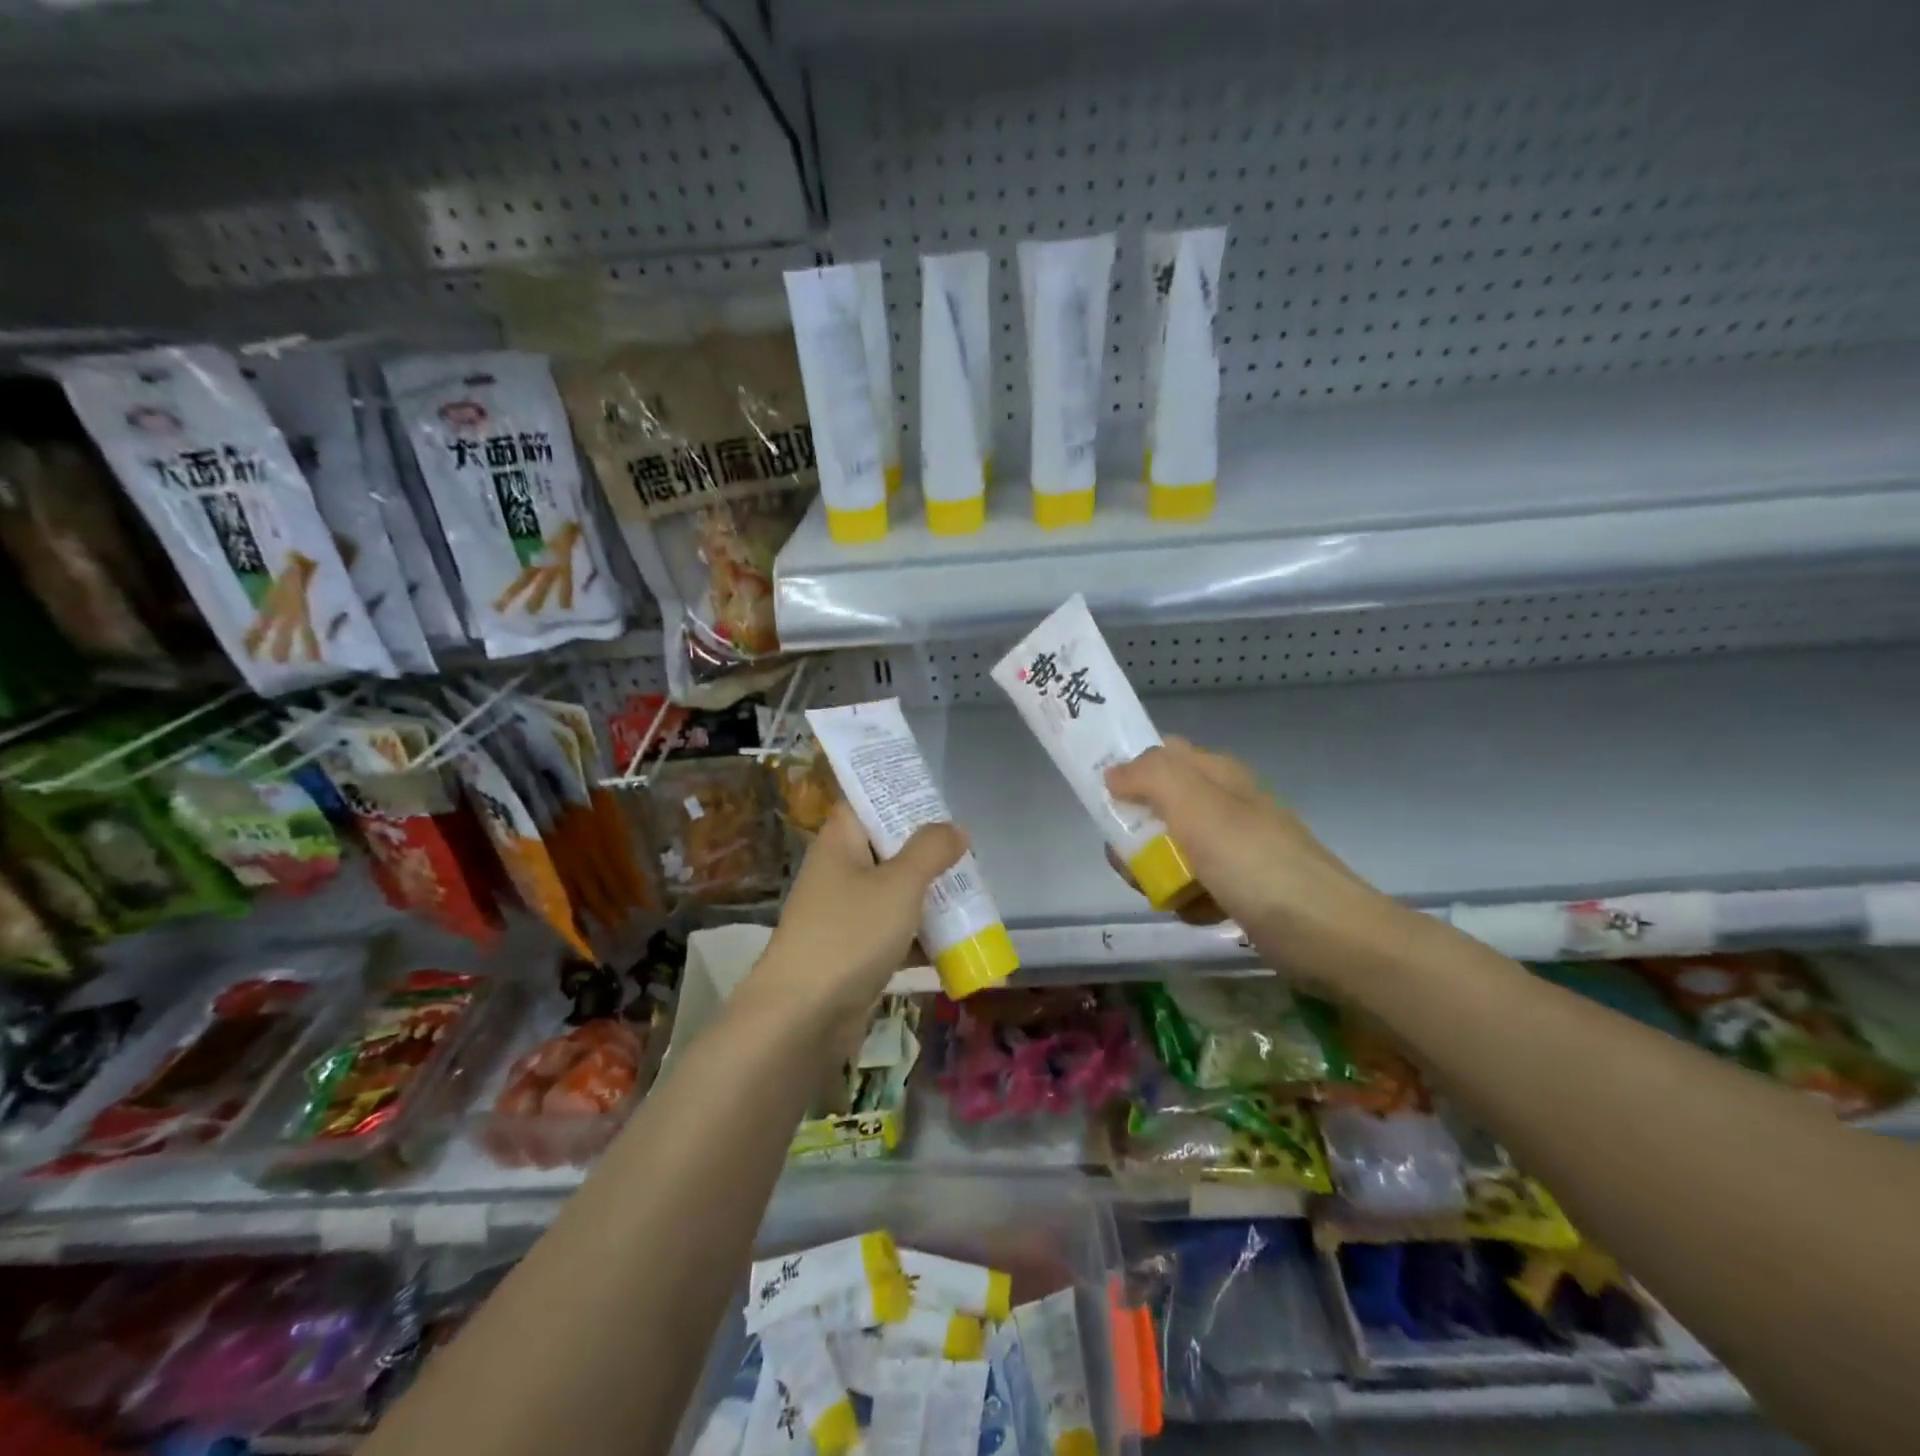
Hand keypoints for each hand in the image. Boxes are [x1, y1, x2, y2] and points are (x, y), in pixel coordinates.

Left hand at [752, 802, 965, 1025]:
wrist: (802, 1018)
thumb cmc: (850, 934)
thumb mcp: (899, 884)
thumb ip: (930, 851)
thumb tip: (954, 828)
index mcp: (839, 844)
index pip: (866, 803)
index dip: (898, 797)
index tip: (938, 801)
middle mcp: (839, 873)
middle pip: (886, 850)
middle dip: (927, 854)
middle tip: (967, 855)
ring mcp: (844, 915)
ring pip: (894, 894)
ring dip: (929, 897)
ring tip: (972, 896)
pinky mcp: (853, 954)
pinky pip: (893, 934)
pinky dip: (921, 937)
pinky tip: (957, 944)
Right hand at [1104, 736, 1404, 984]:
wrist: (1327, 934)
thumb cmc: (1256, 864)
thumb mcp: (1197, 807)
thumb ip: (1151, 776)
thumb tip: (1113, 772)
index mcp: (1216, 774)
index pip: (1159, 753)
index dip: (1128, 770)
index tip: (1104, 802)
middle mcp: (1223, 804)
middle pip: (1156, 807)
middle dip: (1135, 836)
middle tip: (1134, 863)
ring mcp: (1233, 847)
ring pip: (1170, 850)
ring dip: (1157, 873)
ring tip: (1166, 895)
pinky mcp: (1240, 886)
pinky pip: (1194, 884)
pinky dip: (1187, 898)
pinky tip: (1198, 912)